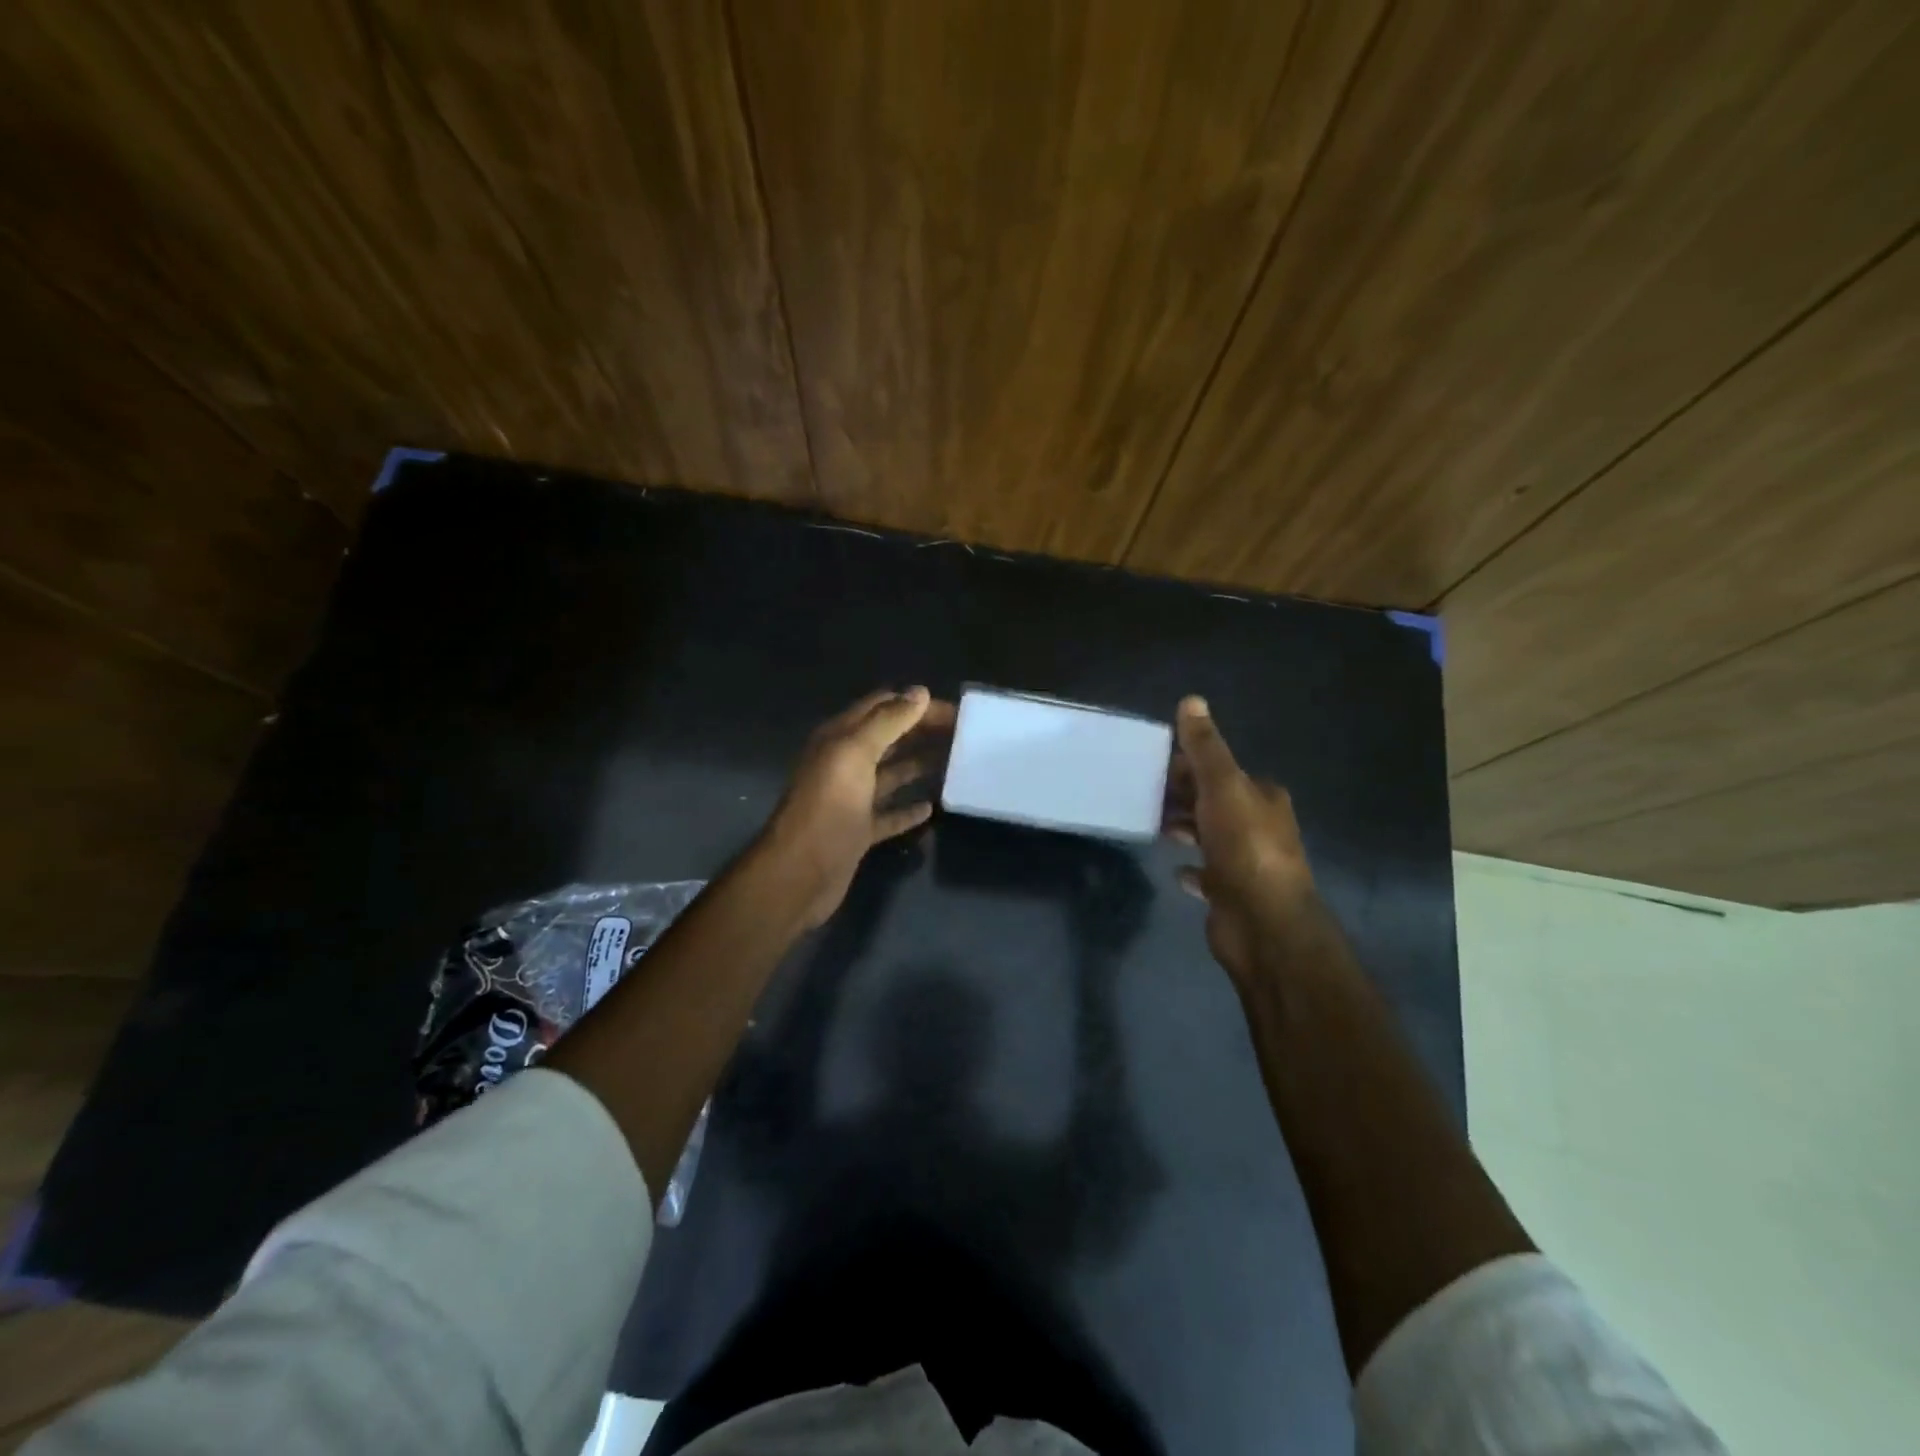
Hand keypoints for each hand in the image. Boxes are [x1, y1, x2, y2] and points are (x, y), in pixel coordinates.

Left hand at [760, 686, 954, 927]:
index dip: (916, 705)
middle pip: (889, 738)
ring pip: (890, 774)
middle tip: (964, 735)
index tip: (956, 711)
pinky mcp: (859, 831)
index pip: (882, 706)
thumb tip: (920, 693)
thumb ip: (887, 722)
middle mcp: (844, 764)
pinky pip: (889, 814)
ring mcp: (851, 800)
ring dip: (919, 765)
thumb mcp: (854, 754)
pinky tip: (932, 807)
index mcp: (839, 739)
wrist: (799, 874)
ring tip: (956, 762)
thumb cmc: (828, 808)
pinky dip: (909, 809)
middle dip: (922, 731)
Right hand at [1164, 696, 1322, 981]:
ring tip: (1152, 824)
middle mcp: (1259, 825)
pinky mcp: (1231, 893)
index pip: (1220, 769)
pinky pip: (1205, 873)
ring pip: (1209, 835)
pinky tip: (1174, 868)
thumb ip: (1206, 748)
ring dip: (1184, 828)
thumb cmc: (1245, 848)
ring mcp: (1246, 862)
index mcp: (1262, 797)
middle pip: (1213, 800)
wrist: (1263, 925)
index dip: (1188, 763)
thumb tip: (1191, 700)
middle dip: (1183, 794)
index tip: (1152, 763)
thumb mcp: (1222, 787)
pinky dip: (1191, 867)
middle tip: (1143, 791)